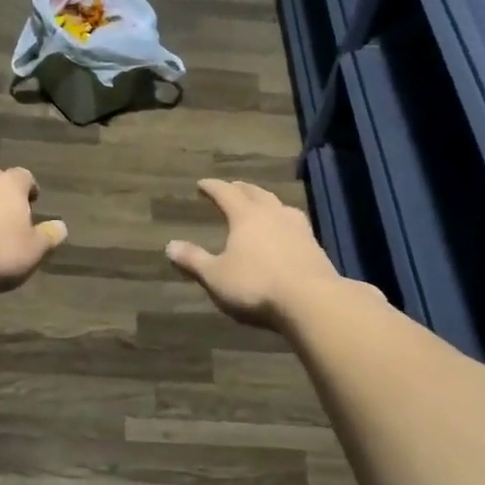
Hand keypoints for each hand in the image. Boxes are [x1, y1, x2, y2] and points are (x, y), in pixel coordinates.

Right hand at [165, 179, 347, 330]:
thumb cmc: (256, 285)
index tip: (202, 184)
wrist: (311, 300)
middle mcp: (272, 213)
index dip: (212, 187)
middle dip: (240, 188)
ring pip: (278, 204)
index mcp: (246, 216)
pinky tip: (285, 230)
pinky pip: (294, 222)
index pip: (226, 193)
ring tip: (260, 204)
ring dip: (266, 201)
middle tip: (232, 187)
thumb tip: (169, 246)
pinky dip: (283, 220)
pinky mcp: (314, 245)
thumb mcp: (216, 276)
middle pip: (255, 193)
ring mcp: (297, 227)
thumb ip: (193, 260)